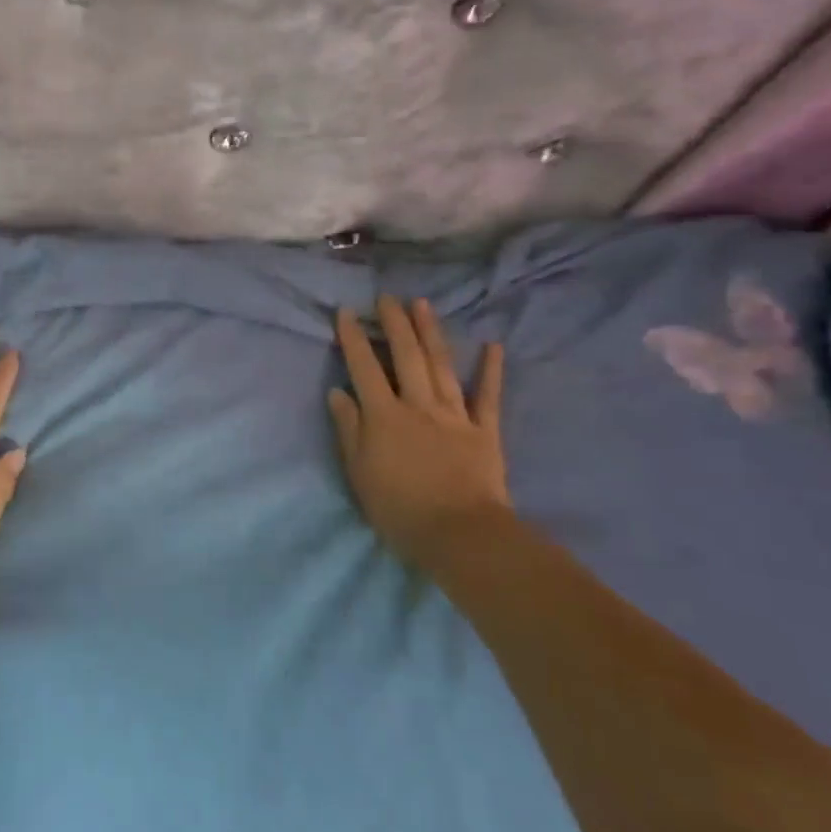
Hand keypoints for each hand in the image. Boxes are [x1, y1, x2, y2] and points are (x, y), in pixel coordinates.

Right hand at [328, 295, 515, 575]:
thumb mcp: (359, 472)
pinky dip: (491, 370)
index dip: (354, 338)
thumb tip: (337, 391)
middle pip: (405, 356)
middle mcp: (418, 405)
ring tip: (422, 304)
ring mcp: (454, 415)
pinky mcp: (484, 430)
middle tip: (387, 297)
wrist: (460, 534)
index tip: (347, 312)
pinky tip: (493, 345)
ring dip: (431, 333)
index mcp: (384, 415)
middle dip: (394, 323)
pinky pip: (488, 395)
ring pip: (441, 365)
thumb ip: (348, 428)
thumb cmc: (399, 509)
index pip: (364, 368)